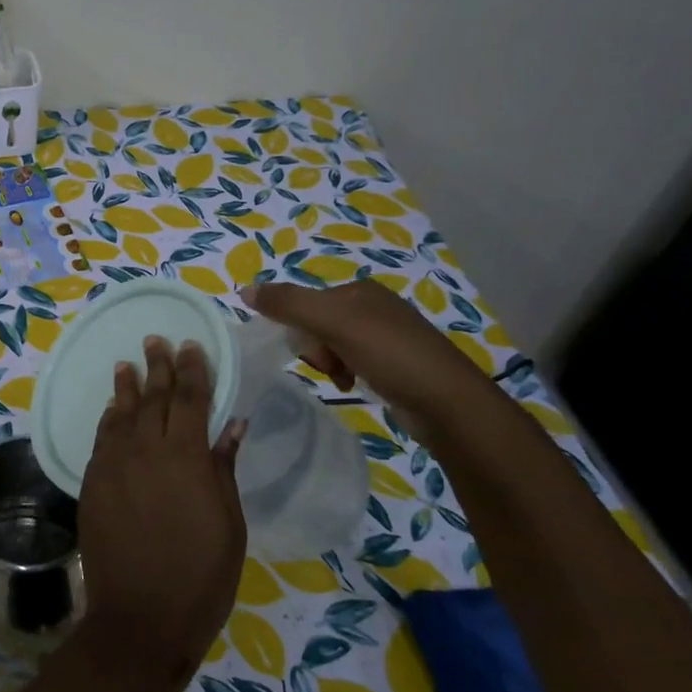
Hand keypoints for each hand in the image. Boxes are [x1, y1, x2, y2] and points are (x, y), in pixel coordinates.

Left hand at [76, 337, 245, 681]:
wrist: (141, 616)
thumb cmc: (202, 576)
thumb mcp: (229, 523)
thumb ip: (223, 468)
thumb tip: (231, 424)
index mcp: (187, 458)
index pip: (191, 399)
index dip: (192, 370)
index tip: (191, 345)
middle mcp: (146, 451)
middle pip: (153, 398)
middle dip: (157, 366)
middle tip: (156, 340)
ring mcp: (114, 466)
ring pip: (121, 414)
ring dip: (126, 386)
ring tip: (128, 363)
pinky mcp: (92, 484)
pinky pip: (101, 439)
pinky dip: (108, 419)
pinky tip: (112, 410)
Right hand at [241, 279, 496, 437]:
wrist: (447, 402)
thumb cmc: (389, 354)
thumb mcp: (333, 323)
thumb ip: (288, 304)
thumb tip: (244, 290)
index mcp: (360, 290)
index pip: (307, 302)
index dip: (299, 328)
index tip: (310, 352)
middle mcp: (374, 307)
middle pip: (318, 323)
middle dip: (316, 348)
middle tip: (330, 367)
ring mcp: (387, 336)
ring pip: (333, 345)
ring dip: (329, 364)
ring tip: (343, 381)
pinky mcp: (396, 363)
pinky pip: (353, 362)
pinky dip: (346, 374)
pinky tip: (354, 387)